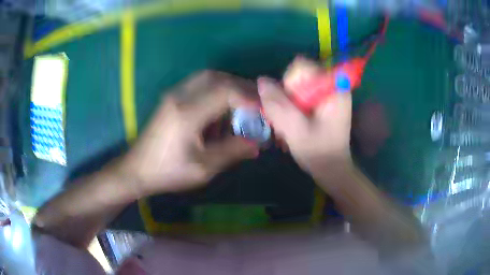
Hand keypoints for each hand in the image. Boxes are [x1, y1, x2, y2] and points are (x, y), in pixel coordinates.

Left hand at [120, 71, 258, 195]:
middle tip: (255, 103)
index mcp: (187, 113)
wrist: (137, 169)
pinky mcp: (171, 98)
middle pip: (217, 77)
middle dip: (241, 87)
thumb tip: (257, 143)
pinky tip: (220, 110)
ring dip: (228, 87)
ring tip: (241, 106)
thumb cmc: (168, 172)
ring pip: (208, 77)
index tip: (263, 110)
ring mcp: (173, 94)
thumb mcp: (203, 168)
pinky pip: (199, 85)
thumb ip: (232, 151)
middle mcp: (180, 96)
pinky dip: (215, 91)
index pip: (225, 91)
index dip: (248, 97)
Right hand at [258, 58, 351, 173]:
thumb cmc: (318, 151)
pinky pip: (301, 94)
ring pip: (297, 85)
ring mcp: (328, 92)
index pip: (302, 66)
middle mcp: (332, 84)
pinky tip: (294, 123)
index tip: (292, 105)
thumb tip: (261, 80)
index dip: (289, 82)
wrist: (332, 168)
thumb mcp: (294, 129)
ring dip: (288, 102)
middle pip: (298, 75)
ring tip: (290, 124)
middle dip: (287, 95)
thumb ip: (277, 104)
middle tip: (290, 117)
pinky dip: (293, 106)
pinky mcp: (323, 101)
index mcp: (332, 87)